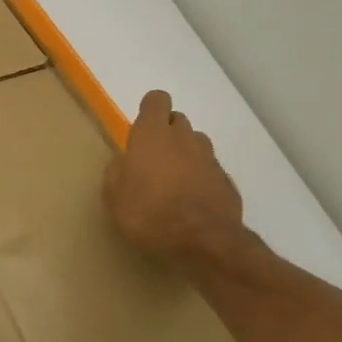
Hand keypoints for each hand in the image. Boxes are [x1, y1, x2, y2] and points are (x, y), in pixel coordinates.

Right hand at [104, 90, 245, 262]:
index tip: (141, 128)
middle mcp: (183, 138)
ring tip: (173, 181)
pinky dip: (200, 178)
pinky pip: (210, 170)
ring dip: (185, 153)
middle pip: (177, 120)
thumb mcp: (114, 196)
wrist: (203, 241)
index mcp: (152, 135)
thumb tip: (124, 162)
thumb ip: (117, 172)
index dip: (149, 109)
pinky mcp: (226, 181)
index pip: (156, 100)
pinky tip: (191, 201)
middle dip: (166, 133)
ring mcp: (209, 158)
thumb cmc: (148, 213)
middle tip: (152, 159)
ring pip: (196, 143)